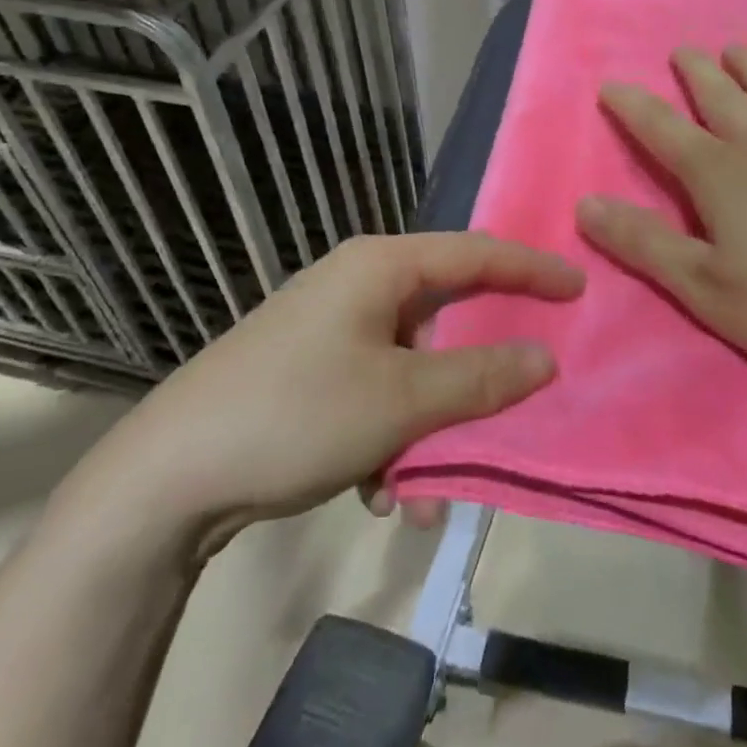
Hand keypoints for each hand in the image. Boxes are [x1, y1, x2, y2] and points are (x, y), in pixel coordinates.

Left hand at [56, 233, 582, 565]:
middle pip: (445, 315)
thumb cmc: (296, 414)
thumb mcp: (401, 400)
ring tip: (425, 489)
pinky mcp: (312, 372)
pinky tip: (379, 494)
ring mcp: (332, 330)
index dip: (531, 270)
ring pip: (413, 366)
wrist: (166, 479)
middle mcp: (358, 285)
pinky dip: (392, 437)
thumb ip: (480, 378)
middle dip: (476, 373)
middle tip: (520, 394)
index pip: (476, 253)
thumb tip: (545, 358)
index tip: (580, 287)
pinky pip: (378, 392)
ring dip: (431, 424)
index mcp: (380, 266)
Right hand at [576, 45, 746, 390]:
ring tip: (737, 50)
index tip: (610, 84)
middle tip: (683, 50)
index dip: (632, 106)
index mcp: (720, 173)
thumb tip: (585, 204)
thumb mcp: (702, 286)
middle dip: (696, 72)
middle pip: (722, 96)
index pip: (662, 128)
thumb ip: (643, 243)